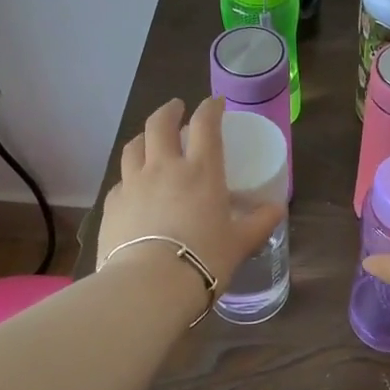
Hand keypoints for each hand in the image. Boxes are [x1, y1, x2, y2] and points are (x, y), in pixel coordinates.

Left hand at [99, 97, 284, 290]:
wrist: (150, 286)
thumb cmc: (204, 259)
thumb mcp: (240, 242)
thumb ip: (260, 222)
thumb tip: (277, 209)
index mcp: (201, 170)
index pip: (205, 124)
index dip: (210, 108)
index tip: (215, 103)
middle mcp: (164, 167)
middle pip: (160, 124)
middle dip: (169, 111)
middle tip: (177, 109)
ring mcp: (133, 184)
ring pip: (133, 146)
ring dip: (144, 137)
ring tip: (150, 141)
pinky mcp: (112, 205)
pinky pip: (121, 181)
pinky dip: (129, 176)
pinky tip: (134, 188)